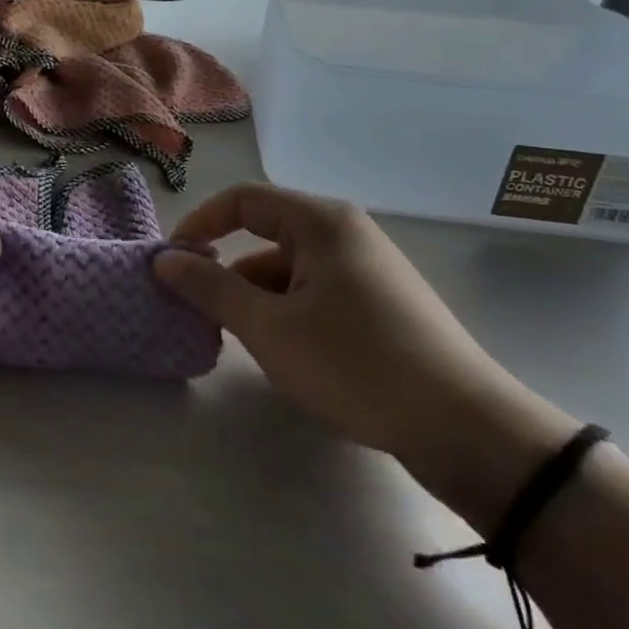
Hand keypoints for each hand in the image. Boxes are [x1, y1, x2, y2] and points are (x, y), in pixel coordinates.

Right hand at [153, 185, 574, 487]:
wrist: (465, 428)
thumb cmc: (355, 364)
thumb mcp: (268, 328)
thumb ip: (210, 288)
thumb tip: (163, 260)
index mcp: (321, 222)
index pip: (242, 200)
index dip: (199, 224)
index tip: (171, 263)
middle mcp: (346, 234)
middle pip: (266, 237)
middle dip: (227, 272)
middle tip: (200, 313)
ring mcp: (368, 270)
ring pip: (290, 271)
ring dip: (257, 299)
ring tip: (242, 344)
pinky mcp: (382, 305)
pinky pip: (316, 294)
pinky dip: (288, 314)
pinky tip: (286, 355)